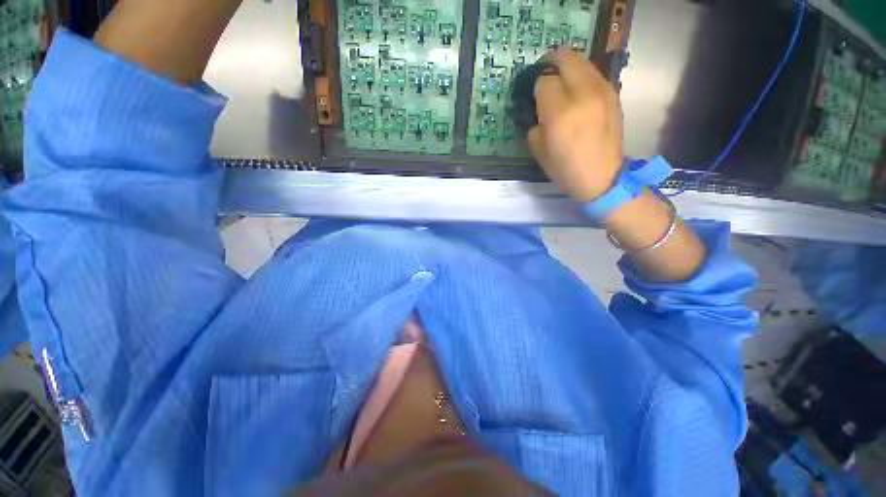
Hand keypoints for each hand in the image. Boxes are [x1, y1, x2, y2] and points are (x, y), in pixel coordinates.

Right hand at [528, 49, 623, 202]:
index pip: (544, 80)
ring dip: (568, 68)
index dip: (535, 86)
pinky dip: (582, 77)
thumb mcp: (539, 151)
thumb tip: (537, 110)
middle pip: (566, 58)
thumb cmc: (566, 169)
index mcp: (561, 112)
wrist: (603, 177)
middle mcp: (584, 94)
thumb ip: (534, 124)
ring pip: (582, 61)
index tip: (532, 96)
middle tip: (545, 79)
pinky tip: (578, 96)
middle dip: (550, 64)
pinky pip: (594, 74)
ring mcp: (603, 91)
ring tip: (561, 87)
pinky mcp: (613, 94)